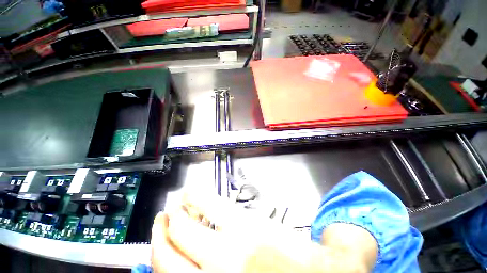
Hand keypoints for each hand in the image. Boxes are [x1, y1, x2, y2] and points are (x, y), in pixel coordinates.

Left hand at [152, 191, 377, 272]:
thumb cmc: (308, 265)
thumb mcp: (289, 235)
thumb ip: (263, 219)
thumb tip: (248, 206)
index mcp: (248, 235)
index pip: (207, 203)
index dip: (194, 194)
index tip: (187, 191)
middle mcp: (226, 260)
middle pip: (181, 232)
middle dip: (170, 218)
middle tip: (167, 209)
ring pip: (168, 264)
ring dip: (160, 241)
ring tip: (160, 226)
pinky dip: (166, 267)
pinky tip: (165, 258)